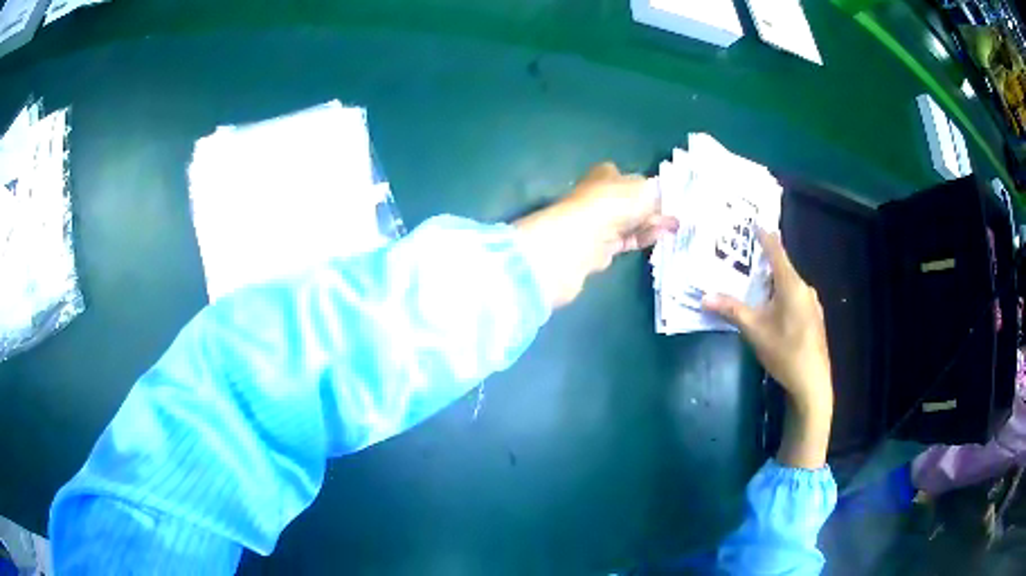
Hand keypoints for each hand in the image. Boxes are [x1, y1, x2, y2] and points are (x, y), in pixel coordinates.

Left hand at [515, 163, 677, 307]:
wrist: (582, 238)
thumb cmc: (613, 203)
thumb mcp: (644, 189)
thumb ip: (656, 194)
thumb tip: (659, 201)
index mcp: (605, 174)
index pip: (626, 176)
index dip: (645, 184)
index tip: (665, 194)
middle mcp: (599, 196)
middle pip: (630, 201)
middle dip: (652, 208)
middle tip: (676, 215)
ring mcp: (599, 222)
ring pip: (630, 222)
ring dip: (651, 224)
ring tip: (675, 228)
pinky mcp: (601, 246)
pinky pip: (627, 240)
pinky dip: (643, 238)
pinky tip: (661, 238)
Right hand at [703, 229, 832, 467]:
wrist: (812, 382)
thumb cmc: (784, 352)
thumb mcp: (754, 330)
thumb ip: (731, 310)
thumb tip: (704, 296)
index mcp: (792, 284)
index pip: (776, 251)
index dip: (764, 236)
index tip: (752, 223)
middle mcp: (805, 288)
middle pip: (782, 268)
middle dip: (763, 263)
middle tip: (742, 259)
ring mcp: (812, 304)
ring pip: (788, 285)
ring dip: (771, 282)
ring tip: (752, 283)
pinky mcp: (813, 319)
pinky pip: (794, 297)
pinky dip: (780, 296)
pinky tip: (770, 309)